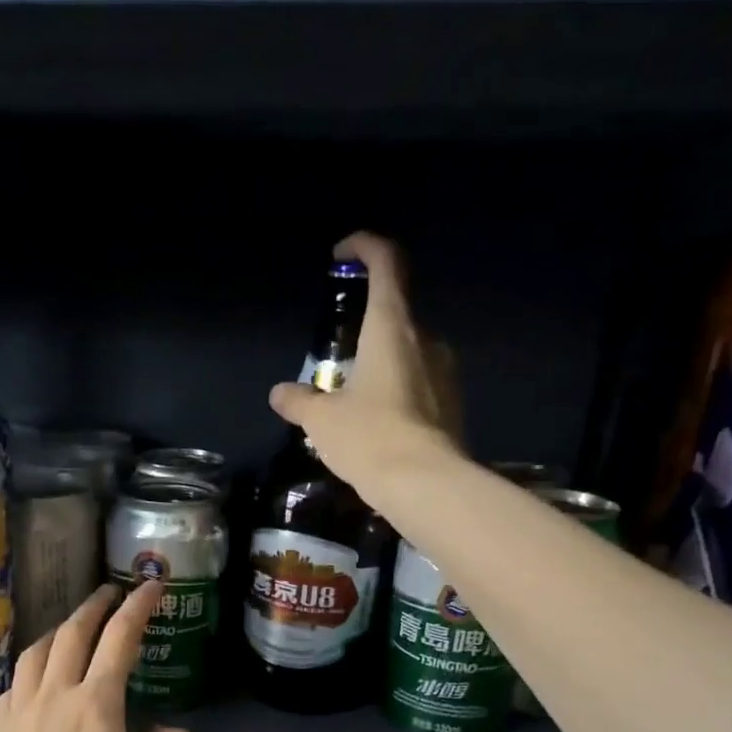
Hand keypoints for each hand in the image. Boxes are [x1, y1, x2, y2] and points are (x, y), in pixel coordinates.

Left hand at [0, 582, 198, 731]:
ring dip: (60, 630)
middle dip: (95, 605)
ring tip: (74, 627)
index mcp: (95, 704)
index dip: (139, 605)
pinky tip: (37, 678)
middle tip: (111, 593)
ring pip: (36, 651)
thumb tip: (166, 729)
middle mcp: (53, 695)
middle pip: (73, 633)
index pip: (119, 637)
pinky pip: (14, 683)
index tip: (152, 585)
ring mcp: (18, 712)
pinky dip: (32, 667)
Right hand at [268, 231, 462, 493]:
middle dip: (366, 325)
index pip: (387, 263)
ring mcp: (445, 371)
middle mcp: (425, 339)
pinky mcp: (452, 403)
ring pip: (409, 351)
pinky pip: (420, 383)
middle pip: (396, 312)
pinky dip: (398, 391)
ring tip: (355, 398)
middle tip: (338, 356)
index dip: (366, 247)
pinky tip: (378, 424)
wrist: (425, 484)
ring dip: (382, 363)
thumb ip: (300, 401)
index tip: (344, 253)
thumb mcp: (321, 420)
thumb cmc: (369, 437)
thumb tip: (279, 393)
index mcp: (392, 327)